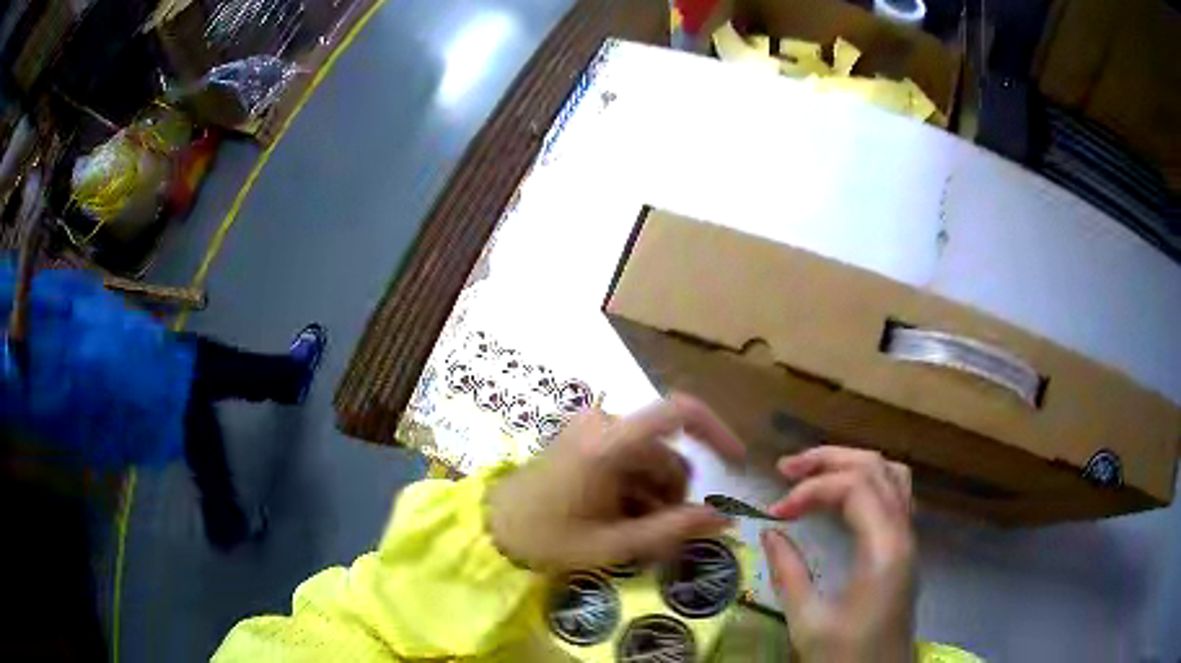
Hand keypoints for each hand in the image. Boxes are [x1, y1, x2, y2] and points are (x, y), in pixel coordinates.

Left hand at [487, 394, 744, 572]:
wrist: (493, 527)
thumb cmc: (548, 539)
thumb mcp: (614, 545)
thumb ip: (672, 531)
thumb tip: (726, 518)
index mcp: (609, 443)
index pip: (679, 413)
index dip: (716, 431)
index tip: (736, 462)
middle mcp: (604, 424)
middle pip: (668, 453)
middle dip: (672, 495)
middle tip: (654, 535)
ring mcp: (592, 428)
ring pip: (652, 459)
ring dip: (653, 495)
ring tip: (630, 530)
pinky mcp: (585, 436)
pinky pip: (631, 457)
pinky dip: (636, 486)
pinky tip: (618, 515)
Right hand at [763, 447, 915, 662]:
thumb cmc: (845, 656)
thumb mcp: (809, 623)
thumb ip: (790, 574)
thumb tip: (770, 533)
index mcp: (885, 549)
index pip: (854, 487)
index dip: (811, 489)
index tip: (774, 513)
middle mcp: (904, 534)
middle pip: (876, 468)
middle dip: (829, 460)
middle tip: (786, 468)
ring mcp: (908, 539)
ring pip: (890, 476)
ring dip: (851, 465)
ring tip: (813, 473)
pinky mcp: (904, 550)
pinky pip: (894, 496)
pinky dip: (866, 483)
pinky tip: (842, 499)